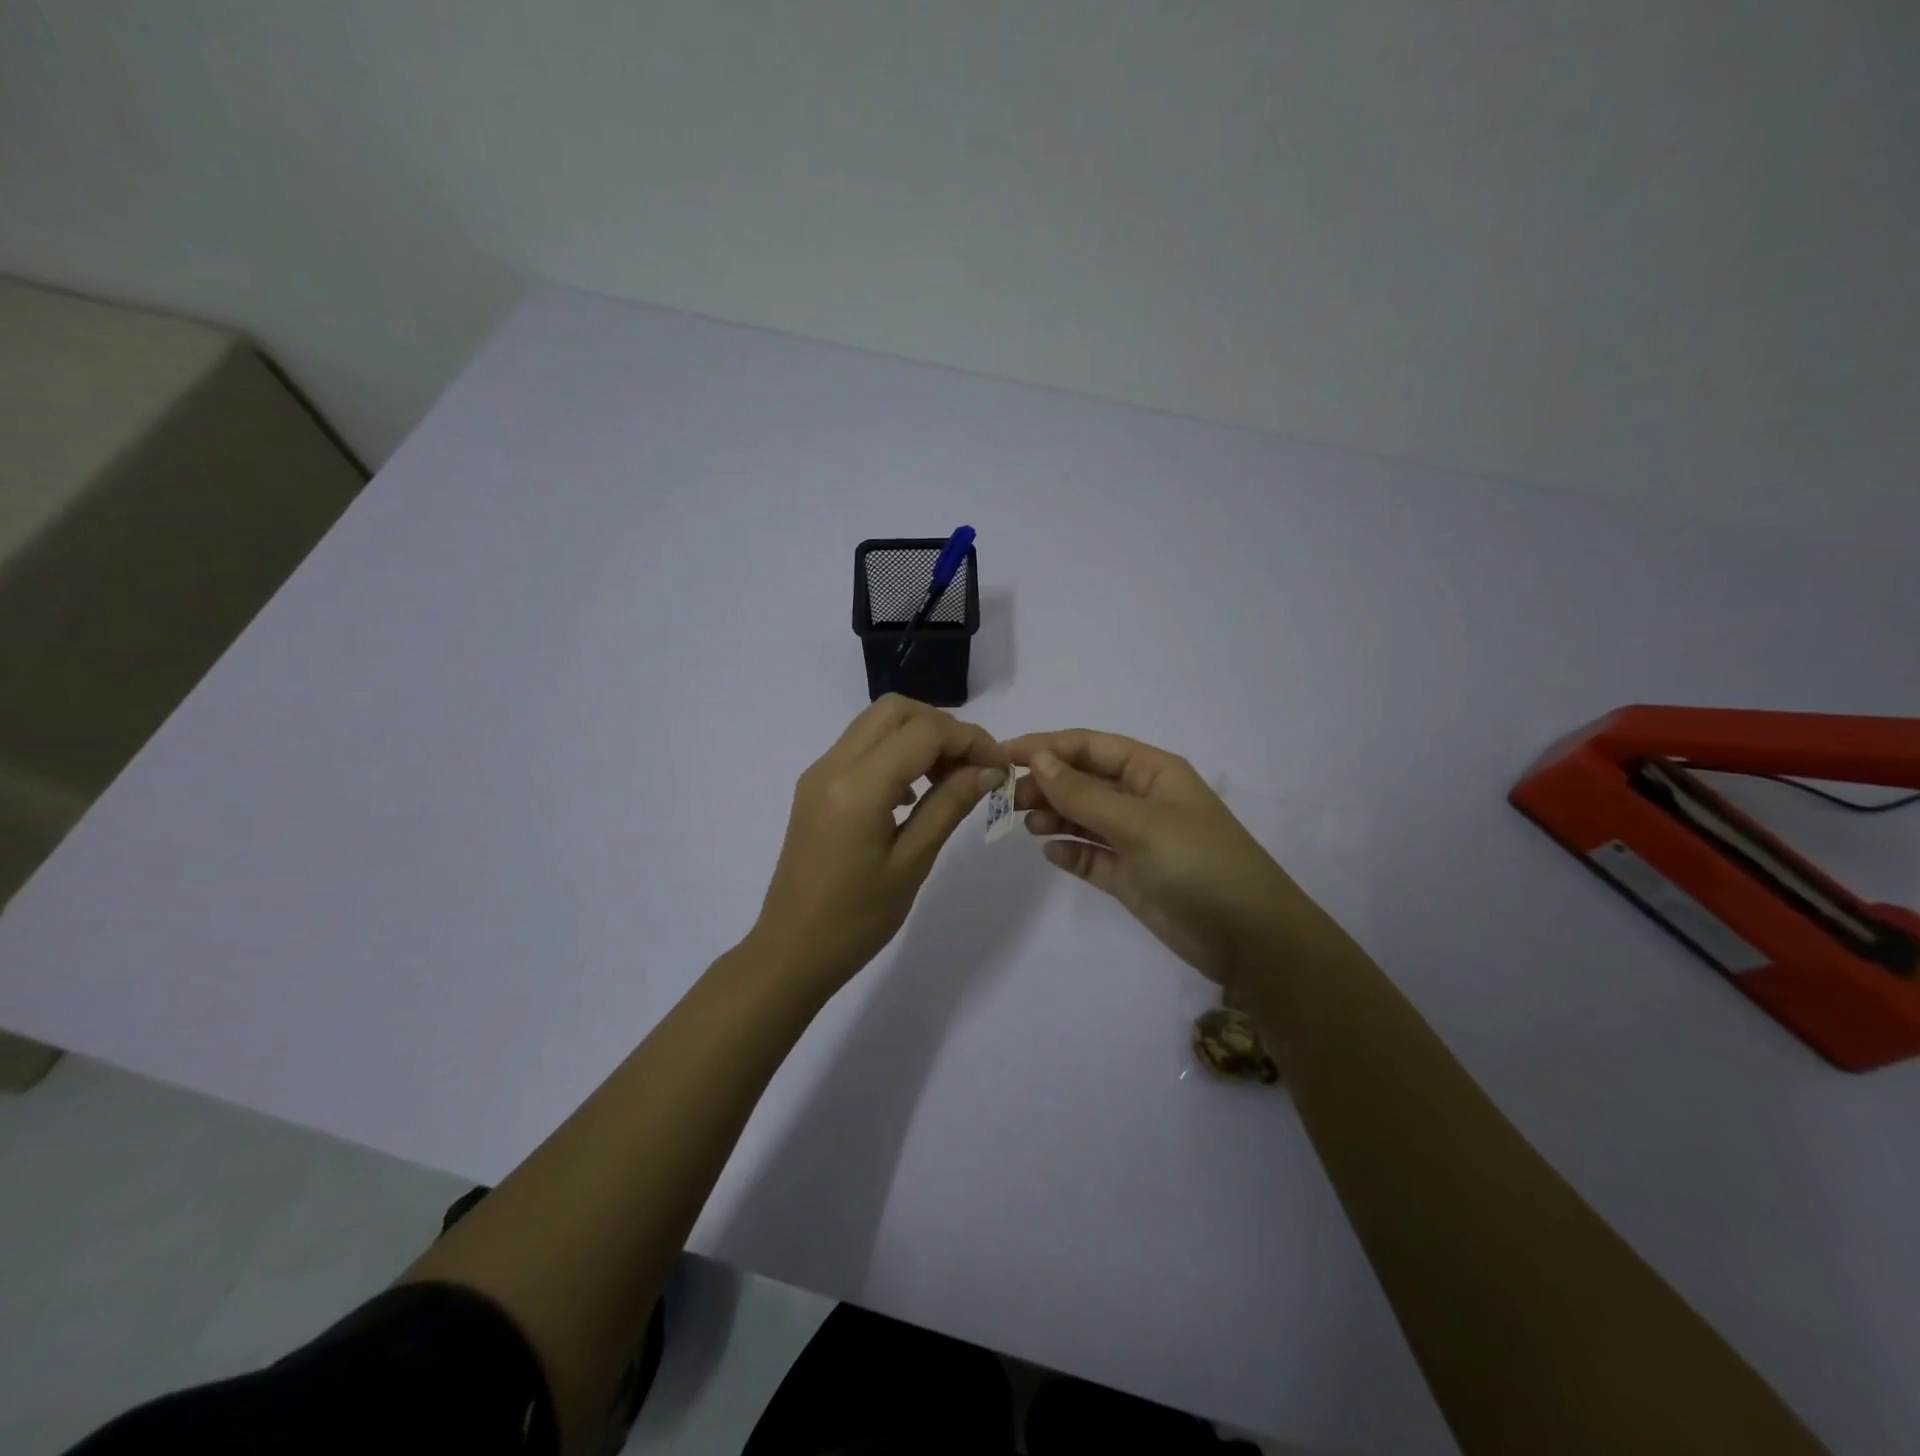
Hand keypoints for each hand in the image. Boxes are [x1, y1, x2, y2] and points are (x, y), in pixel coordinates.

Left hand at [750, 696, 1009, 997]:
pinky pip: (860, 747)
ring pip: (876, 723)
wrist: (791, 952)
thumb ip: (950, 805)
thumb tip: (988, 769)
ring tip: (949, 779)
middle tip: (972, 766)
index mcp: (858, 786)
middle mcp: (833, 765)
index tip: (999, 766)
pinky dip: (894, 751)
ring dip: (918, 736)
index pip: (924, 731)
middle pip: (896, 710)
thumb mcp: (913, 862)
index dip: (969, 739)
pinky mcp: (815, 787)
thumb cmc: (857, 919)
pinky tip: (913, 794)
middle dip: (943, 727)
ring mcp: (819, 773)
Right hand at [1006, 729, 1341, 985]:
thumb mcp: (1139, 823)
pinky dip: (1069, 851)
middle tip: (1007, 798)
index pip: (1090, 747)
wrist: (1249, 939)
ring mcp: (1136, 839)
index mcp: (1152, 772)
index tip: (1003, 755)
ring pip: (1083, 817)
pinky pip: (1090, 855)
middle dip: (1046, 783)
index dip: (1046, 746)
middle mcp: (1142, 800)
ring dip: (1053, 815)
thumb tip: (1038, 758)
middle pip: (1083, 780)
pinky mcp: (1131, 876)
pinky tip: (1050, 852)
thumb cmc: (1198, 864)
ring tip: (1024, 824)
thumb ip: (1084, 793)